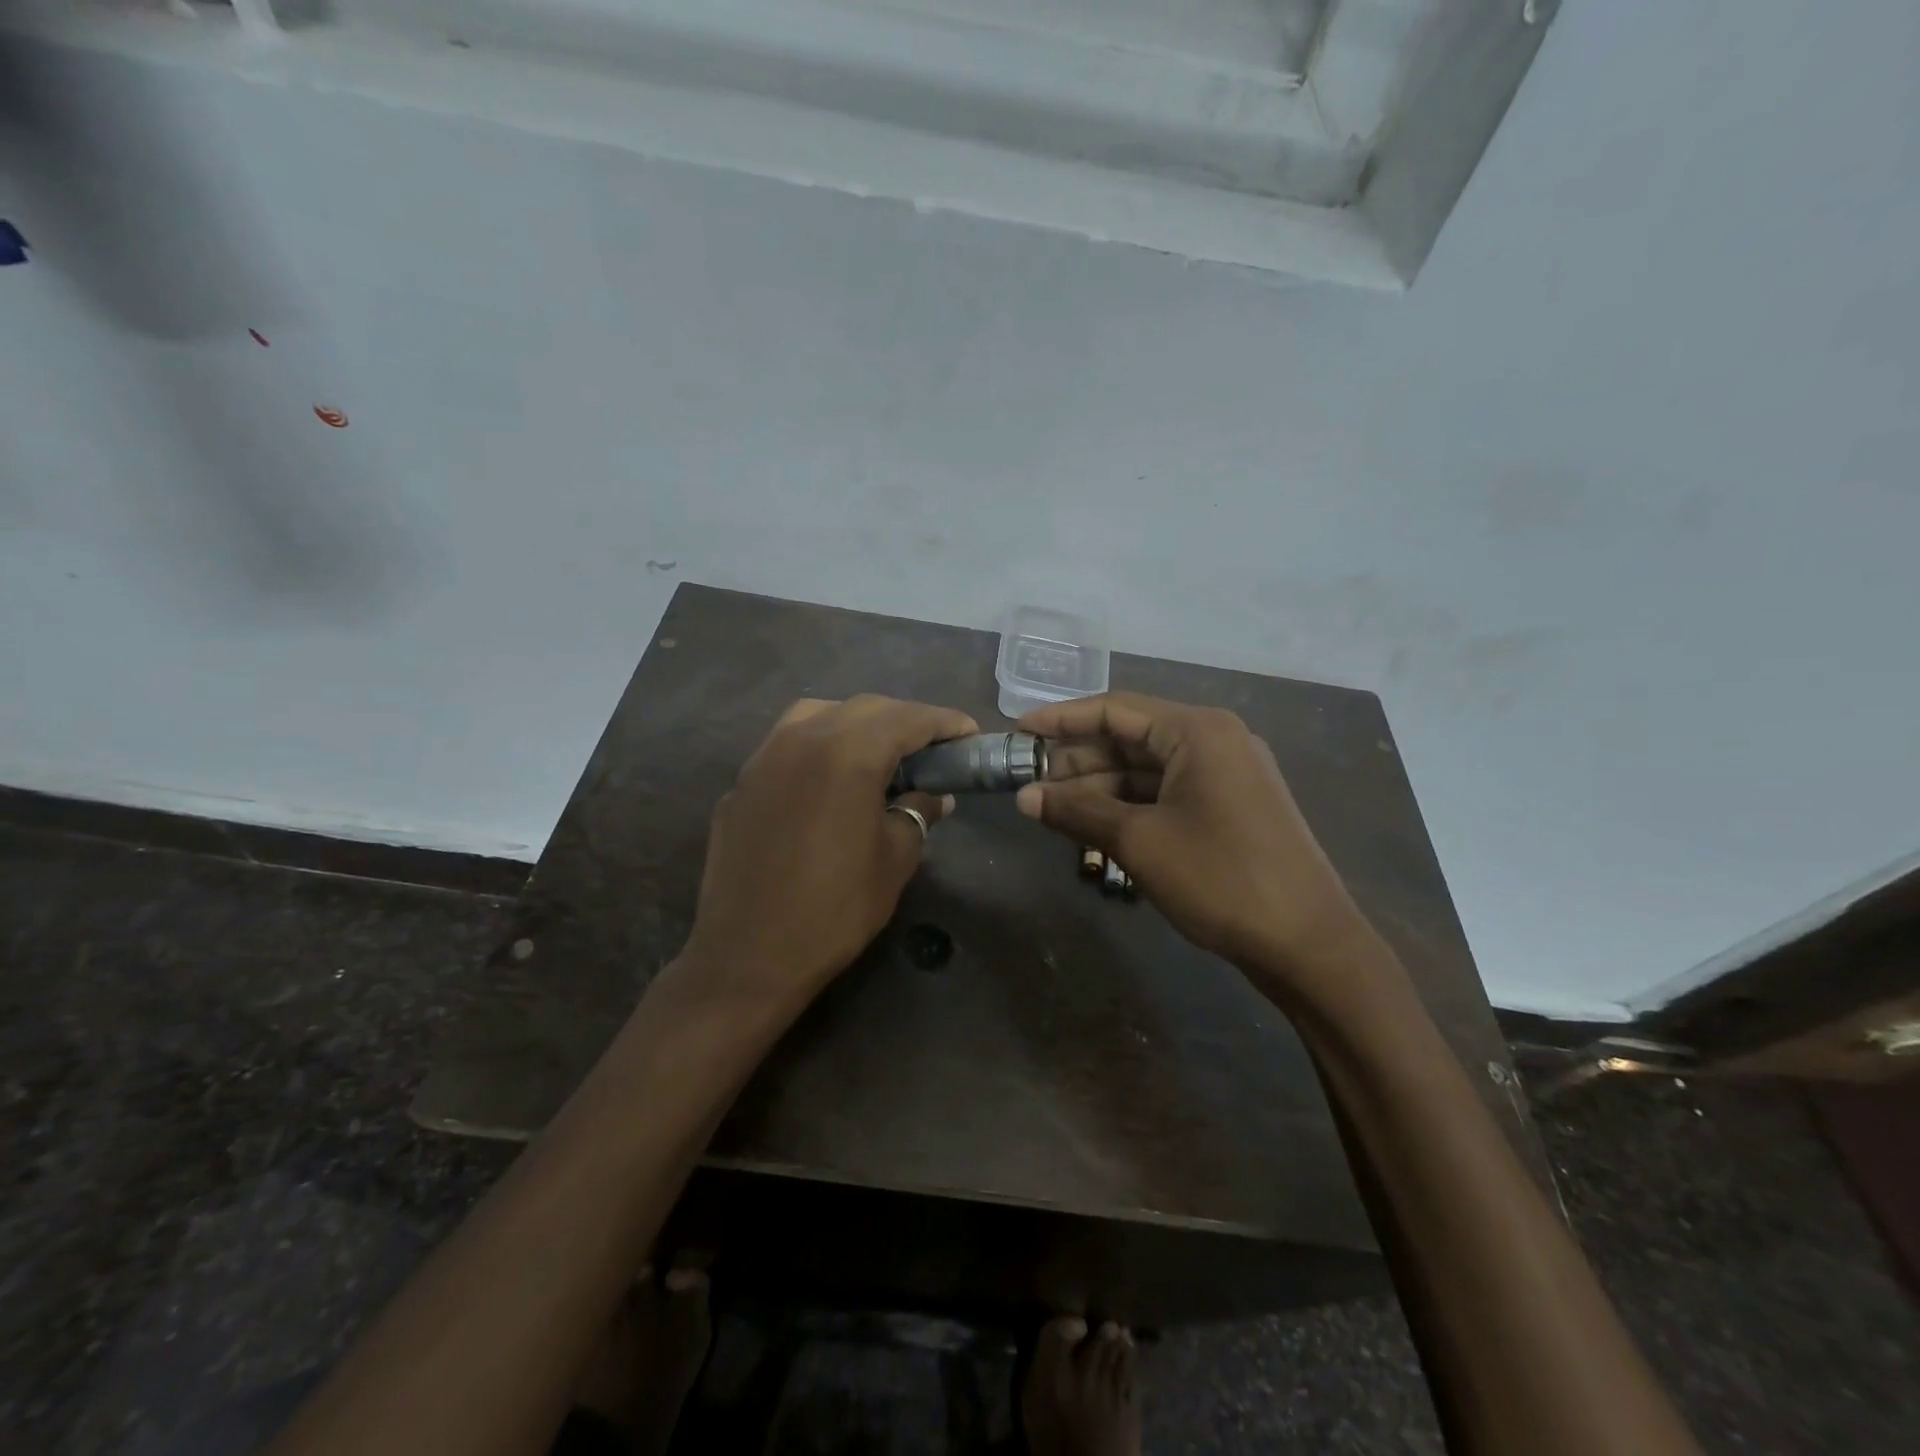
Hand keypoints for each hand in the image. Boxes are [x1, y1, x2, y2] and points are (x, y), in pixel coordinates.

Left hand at [679, 695, 977, 1011]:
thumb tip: (933, 795)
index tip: (969, 733)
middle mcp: (802, 739)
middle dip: (904, 720)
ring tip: (879, 753)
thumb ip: (917, 813)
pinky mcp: (742, 781)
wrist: (747, 956)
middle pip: (865, 708)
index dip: (944, 722)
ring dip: (857, 723)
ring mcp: (764, 757)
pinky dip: (819, 746)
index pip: (907, 719)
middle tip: (932, 748)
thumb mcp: (895, 860)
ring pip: (819, 714)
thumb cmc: (834, 910)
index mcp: (848, 754)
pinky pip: (787, 744)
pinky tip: (829, 780)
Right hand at [1015, 692, 1371, 996]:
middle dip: (1078, 760)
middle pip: (1130, 738)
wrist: (1309, 945)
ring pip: (1148, 768)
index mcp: (1196, 731)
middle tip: (1030, 784)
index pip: (1114, 709)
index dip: (1061, 720)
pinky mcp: (1230, 806)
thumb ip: (1077, 811)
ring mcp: (1226, 774)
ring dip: (1101, 787)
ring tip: (1053, 810)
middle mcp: (1214, 740)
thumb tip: (1023, 797)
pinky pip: (1168, 792)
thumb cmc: (1220, 879)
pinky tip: (1096, 826)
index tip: (1018, 732)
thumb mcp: (1138, 841)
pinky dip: (1130, 805)